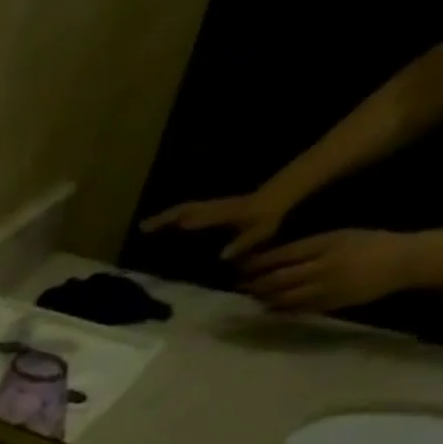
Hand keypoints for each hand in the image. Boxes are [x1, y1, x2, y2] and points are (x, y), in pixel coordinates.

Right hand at [140, 189, 292, 258]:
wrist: (299, 187)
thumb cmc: (279, 209)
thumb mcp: (265, 226)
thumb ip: (246, 241)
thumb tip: (222, 256)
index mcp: (222, 214)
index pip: (190, 216)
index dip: (167, 221)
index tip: (144, 228)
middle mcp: (218, 209)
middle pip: (186, 210)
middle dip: (165, 218)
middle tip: (143, 227)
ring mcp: (224, 209)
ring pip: (193, 210)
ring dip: (174, 217)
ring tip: (158, 227)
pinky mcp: (231, 211)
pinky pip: (202, 214)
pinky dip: (189, 219)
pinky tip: (185, 228)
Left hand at [239, 229, 418, 313]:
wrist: (405, 262)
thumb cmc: (369, 245)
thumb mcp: (338, 237)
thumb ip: (305, 248)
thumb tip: (268, 259)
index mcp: (325, 245)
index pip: (280, 256)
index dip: (256, 264)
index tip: (241, 268)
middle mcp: (322, 266)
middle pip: (276, 279)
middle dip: (254, 283)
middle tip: (241, 285)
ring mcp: (326, 287)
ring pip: (282, 297)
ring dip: (263, 298)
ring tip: (254, 296)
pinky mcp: (330, 304)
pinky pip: (296, 309)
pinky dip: (279, 309)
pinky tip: (271, 307)